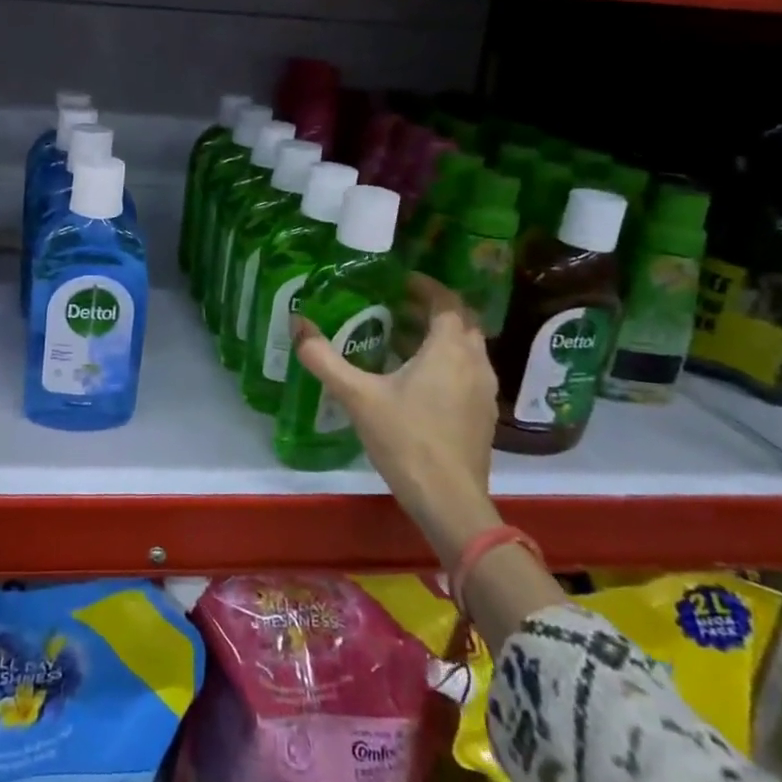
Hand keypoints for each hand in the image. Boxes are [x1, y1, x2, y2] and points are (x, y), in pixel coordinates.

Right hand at [292, 275, 500, 561]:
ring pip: (466, 348)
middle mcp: (475, 363)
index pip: (447, 301)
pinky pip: (467, 372)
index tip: (398, 280)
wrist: (449, 501)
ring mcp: (484, 392)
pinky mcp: (483, 416)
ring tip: (400, 339)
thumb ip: (323, 358)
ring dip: (439, 336)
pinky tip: (416, 380)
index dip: (425, 286)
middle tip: (395, 305)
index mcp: (449, 349)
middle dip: (431, 308)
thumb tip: (296, 322)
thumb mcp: (356, 396)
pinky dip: (445, 362)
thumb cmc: (405, 439)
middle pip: (461, 321)